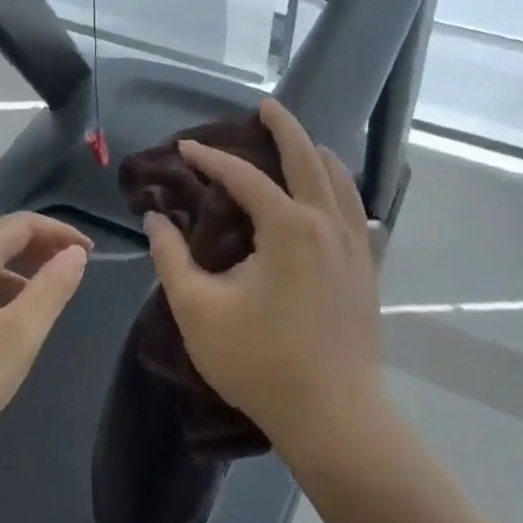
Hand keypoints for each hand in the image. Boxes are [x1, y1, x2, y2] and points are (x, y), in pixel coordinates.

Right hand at [143, 98, 383, 457]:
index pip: (244, 176)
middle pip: (308, 158)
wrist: (334, 416)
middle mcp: (327, 223)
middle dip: (284, 127)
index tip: (184, 148)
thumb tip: (156, 220)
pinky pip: (356, 210)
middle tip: (265, 106)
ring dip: (317, 154)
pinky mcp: (367, 269)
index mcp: (288, 226)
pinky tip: (331, 197)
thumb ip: (172, 258)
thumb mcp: (199, 310)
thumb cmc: (261, 362)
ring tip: (300, 142)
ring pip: (341, 181)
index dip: (211, 158)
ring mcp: (355, 245)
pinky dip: (340, 188)